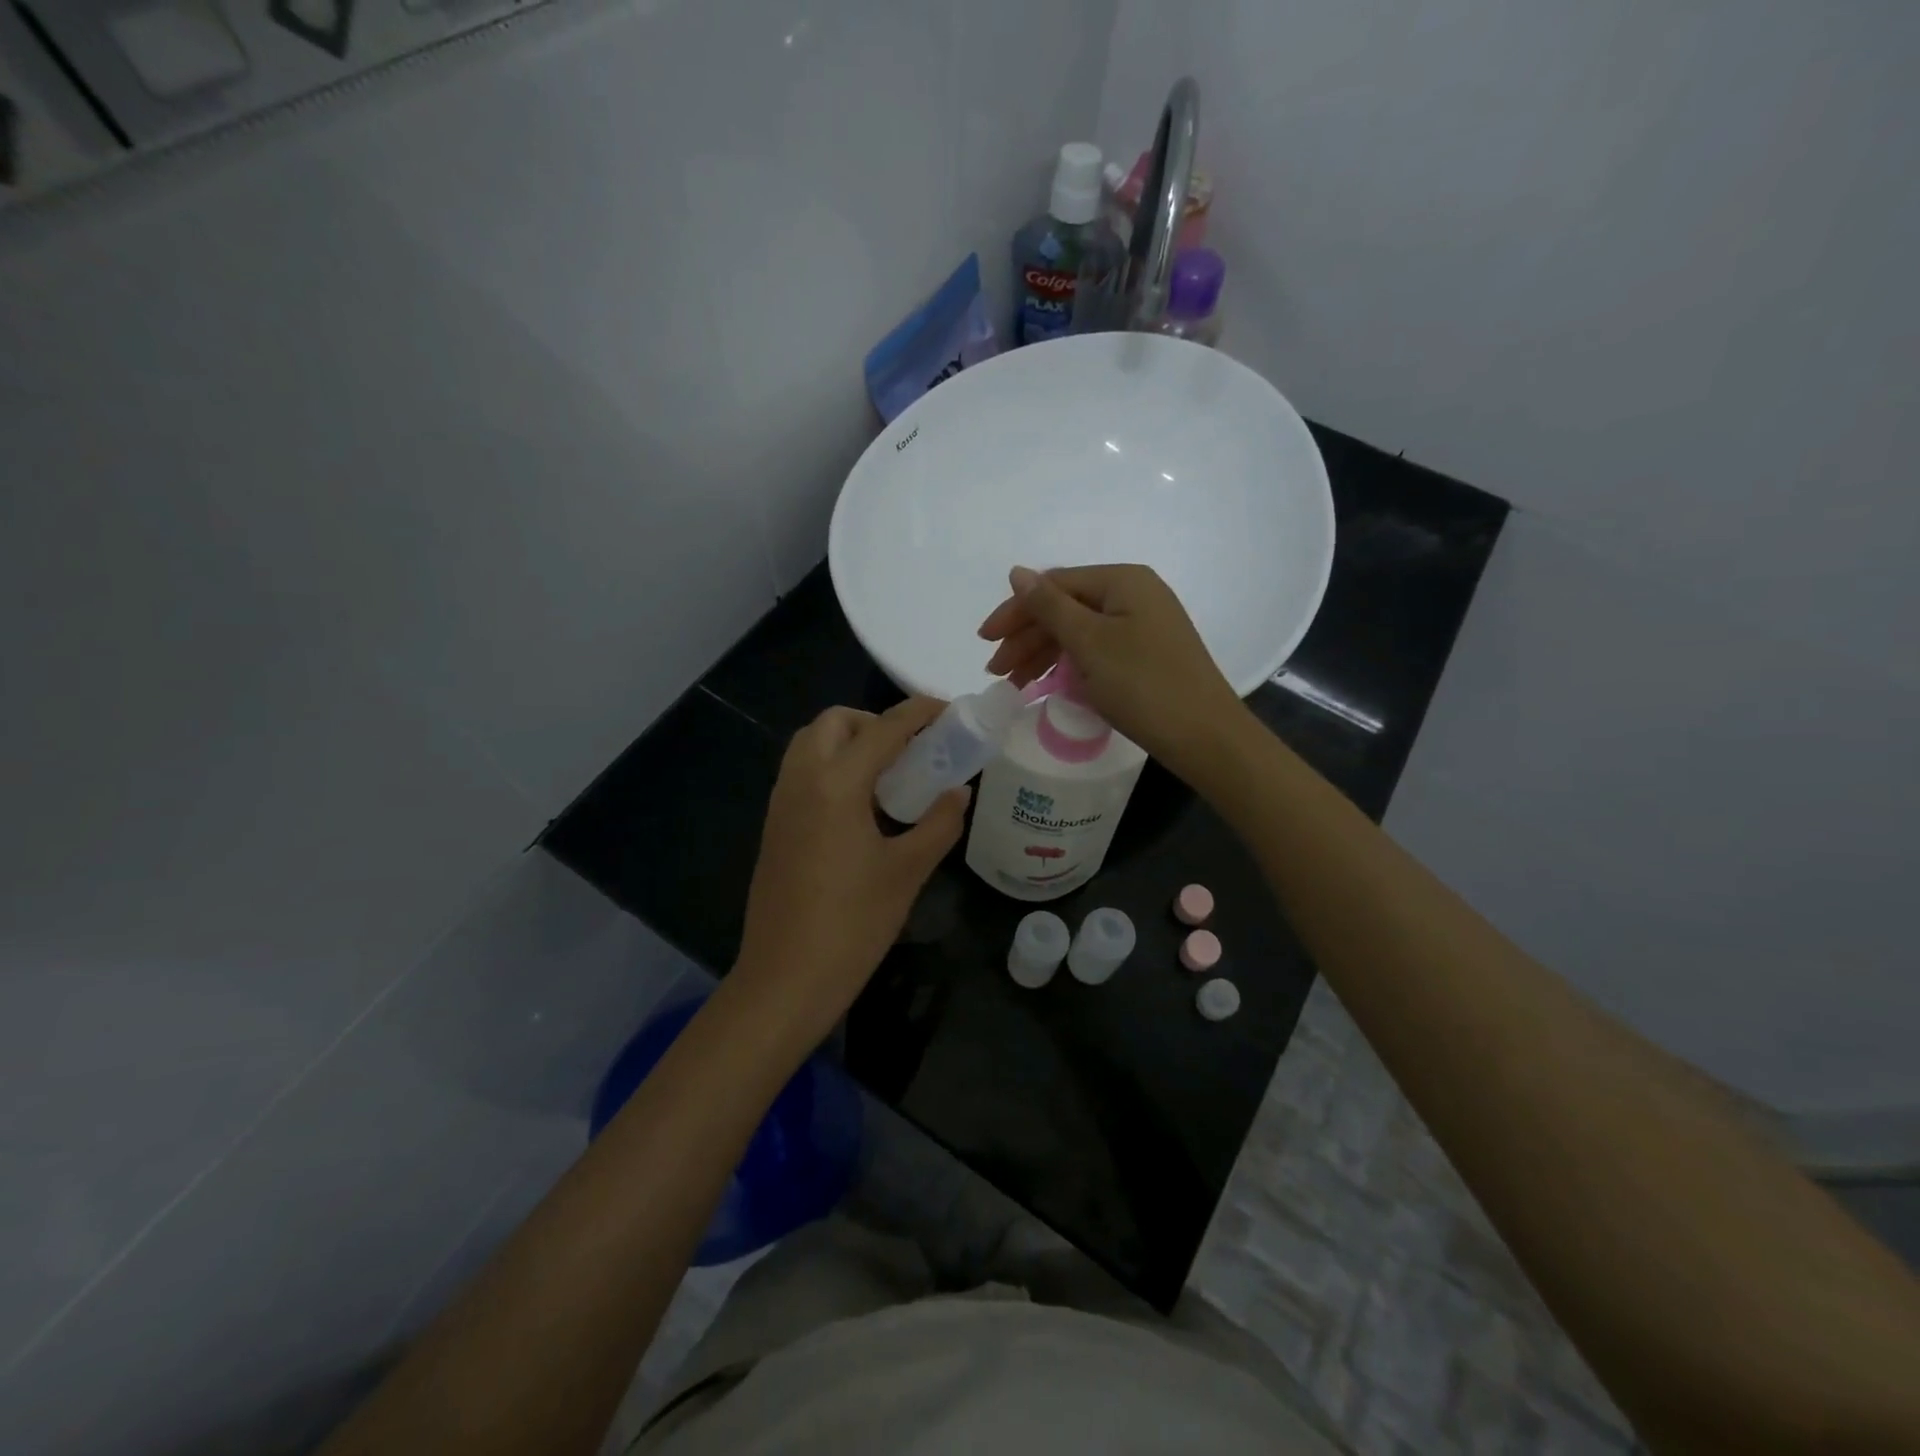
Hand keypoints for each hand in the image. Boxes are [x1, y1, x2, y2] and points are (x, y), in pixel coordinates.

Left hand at [732, 698, 968, 1043]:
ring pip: (812, 744)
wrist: (785, 979)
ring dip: (850, 742)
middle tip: (911, 751)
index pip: (883, 729)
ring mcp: (781, 803)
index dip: (919, 712)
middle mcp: (801, 780)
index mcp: (836, 784)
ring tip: (889, 777)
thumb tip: (959, 792)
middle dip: (874, 722)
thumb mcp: (908, 872)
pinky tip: (861, 807)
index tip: (948, 710)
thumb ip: (939, 823)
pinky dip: (831, 767)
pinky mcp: (774, 826)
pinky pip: (802, 773)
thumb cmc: (853, 924)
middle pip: (835, 722)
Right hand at [978, 563, 1244, 774]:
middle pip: (1066, 608)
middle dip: (1027, 638)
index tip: (985, 641)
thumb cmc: (1142, 684)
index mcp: (1122, 580)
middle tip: (997, 671)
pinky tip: (1049, 684)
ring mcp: (1143, 626)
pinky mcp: (1147, 655)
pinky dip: (1069, 665)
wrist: (1204, 736)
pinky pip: (1097, 650)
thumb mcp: (1089, 642)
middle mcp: (1135, 594)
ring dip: (1043, 654)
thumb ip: (1049, 606)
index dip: (1016, 611)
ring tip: (1015, 684)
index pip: (1054, 585)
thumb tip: (1016, 572)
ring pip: (1079, 632)